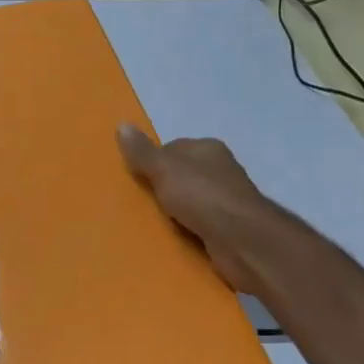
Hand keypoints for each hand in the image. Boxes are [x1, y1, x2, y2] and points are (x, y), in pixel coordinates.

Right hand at [117, 126, 272, 294]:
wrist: (241, 239)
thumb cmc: (202, 196)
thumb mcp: (164, 169)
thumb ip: (142, 152)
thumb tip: (121, 124)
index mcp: (207, 148)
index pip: (173, 148)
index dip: (153, 161)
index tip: (136, 177)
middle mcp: (220, 170)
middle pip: (182, 174)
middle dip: (163, 187)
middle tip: (138, 201)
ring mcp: (227, 199)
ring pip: (190, 200)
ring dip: (174, 211)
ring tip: (151, 222)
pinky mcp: (229, 226)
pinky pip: (199, 223)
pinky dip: (187, 229)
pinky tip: (173, 237)